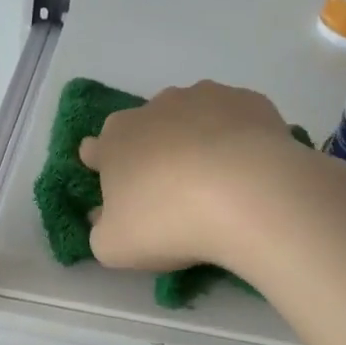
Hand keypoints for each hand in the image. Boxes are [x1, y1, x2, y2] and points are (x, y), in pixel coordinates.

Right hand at [79, 80, 319, 271]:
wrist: (248, 197)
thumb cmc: (169, 222)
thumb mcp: (115, 247)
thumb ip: (100, 231)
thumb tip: (101, 217)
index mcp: (115, 140)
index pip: (95, 148)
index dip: (104, 168)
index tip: (120, 191)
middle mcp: (154, 108)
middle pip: (144, 128)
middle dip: (152, 152)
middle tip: (171, 191)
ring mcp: (204, 97)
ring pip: (191, 116)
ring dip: (195, 139)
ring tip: (217, 180)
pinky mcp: (248, 100)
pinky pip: (236, 119)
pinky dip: (237, 137)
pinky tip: (250, 168)